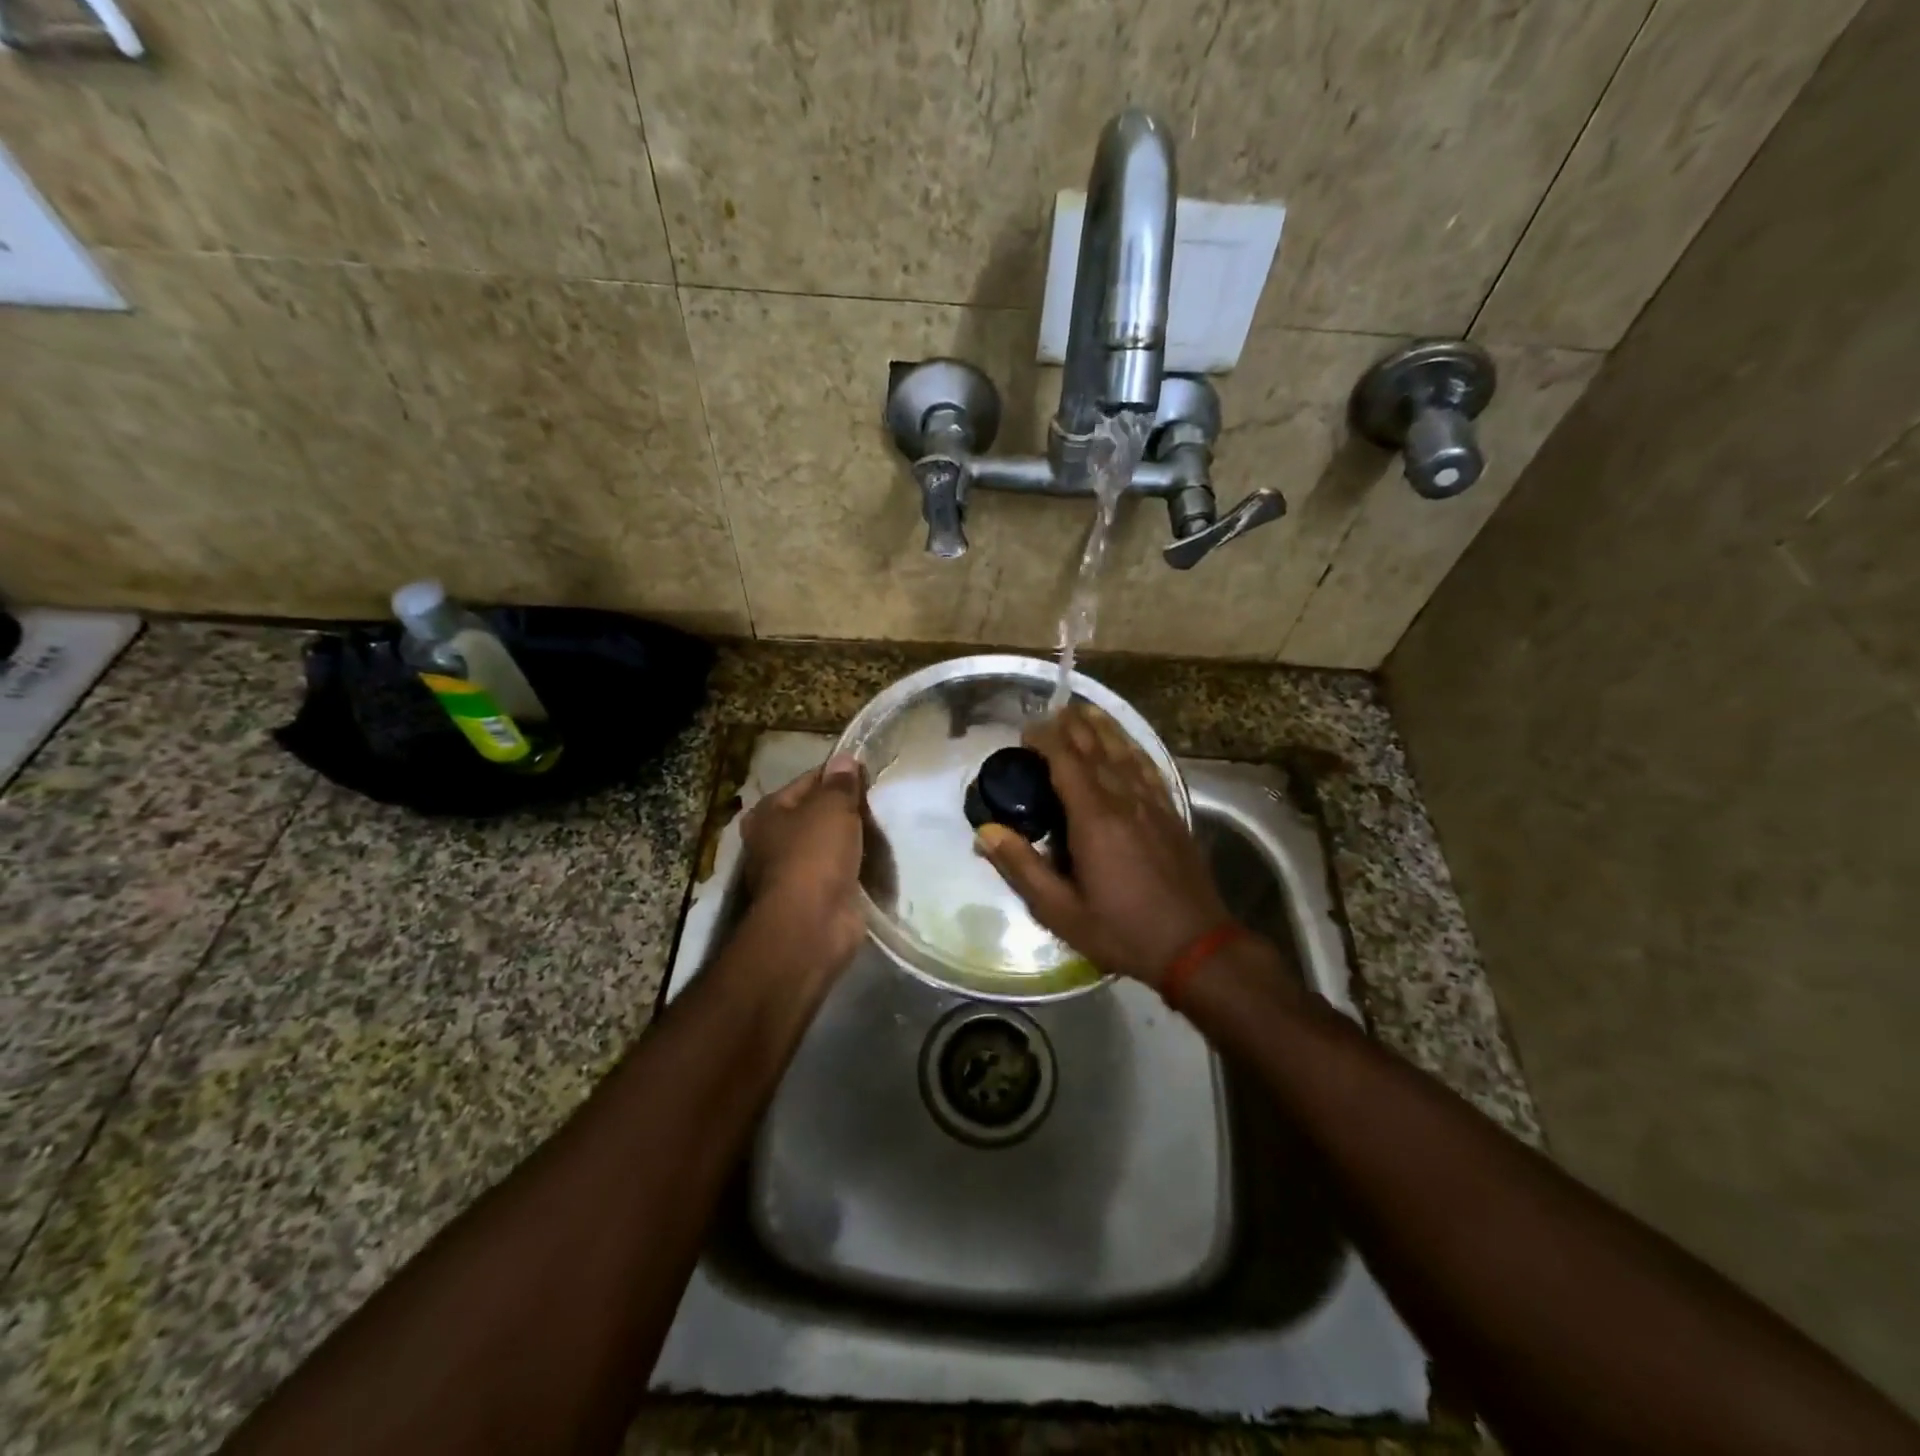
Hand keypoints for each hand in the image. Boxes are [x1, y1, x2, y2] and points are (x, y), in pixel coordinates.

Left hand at [739, 755, 867, 971]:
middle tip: (883, 802)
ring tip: (887, 829)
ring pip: (831, 844)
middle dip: (848, 809)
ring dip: (854, 840)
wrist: (812, 925)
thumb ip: (841, 783)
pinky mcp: (815, 898)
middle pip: (818, 814)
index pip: (808, 781)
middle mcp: (774, 841)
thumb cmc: (814, 855)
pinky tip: (881, 860)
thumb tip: (845, 759)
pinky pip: (841, 872)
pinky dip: (858, 868)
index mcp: (769, 813)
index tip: (870, 774)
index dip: (839, 775)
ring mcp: (794, 872)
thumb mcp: (832, 808)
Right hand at [973, 705, 1232, 987]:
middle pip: (1097, 748)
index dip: (1045, 738)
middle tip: (1051, 712)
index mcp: (1094, 819)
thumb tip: (985, 832)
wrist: (1196, 946)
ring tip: (1085, 710)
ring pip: (1125, 751)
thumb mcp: (1060, 911)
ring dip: (1103, 728)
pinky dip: (1133, 748)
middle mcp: (1125, 800)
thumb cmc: (1122, 931)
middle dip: (1072, 725)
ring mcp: (1153, 804)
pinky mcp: (1172, 813)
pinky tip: (1127, 744)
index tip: (1025, 731)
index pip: (1066, 760)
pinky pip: (1149, 768)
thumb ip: (1022, 867)